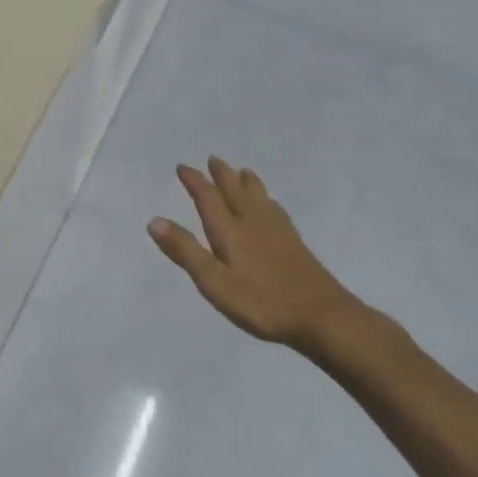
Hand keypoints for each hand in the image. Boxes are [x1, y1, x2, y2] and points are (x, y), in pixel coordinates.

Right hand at [148, 157, 363, 354]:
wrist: (323, 317)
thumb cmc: (262, 302)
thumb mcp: (214, 282)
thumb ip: (185, 251)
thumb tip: (154, 220)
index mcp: (230, 231)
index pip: (208, 198)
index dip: (195, 181)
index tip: (183, 167)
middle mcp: (252, 222)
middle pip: (235, 190)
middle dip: (222, 174)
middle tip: (213, 159)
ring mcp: (277, 232)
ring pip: (258, 197)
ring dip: (246, 182)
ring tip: (242, 171)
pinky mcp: (295, 243)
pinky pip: (276, 210)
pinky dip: (267, 200)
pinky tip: (271, 205)